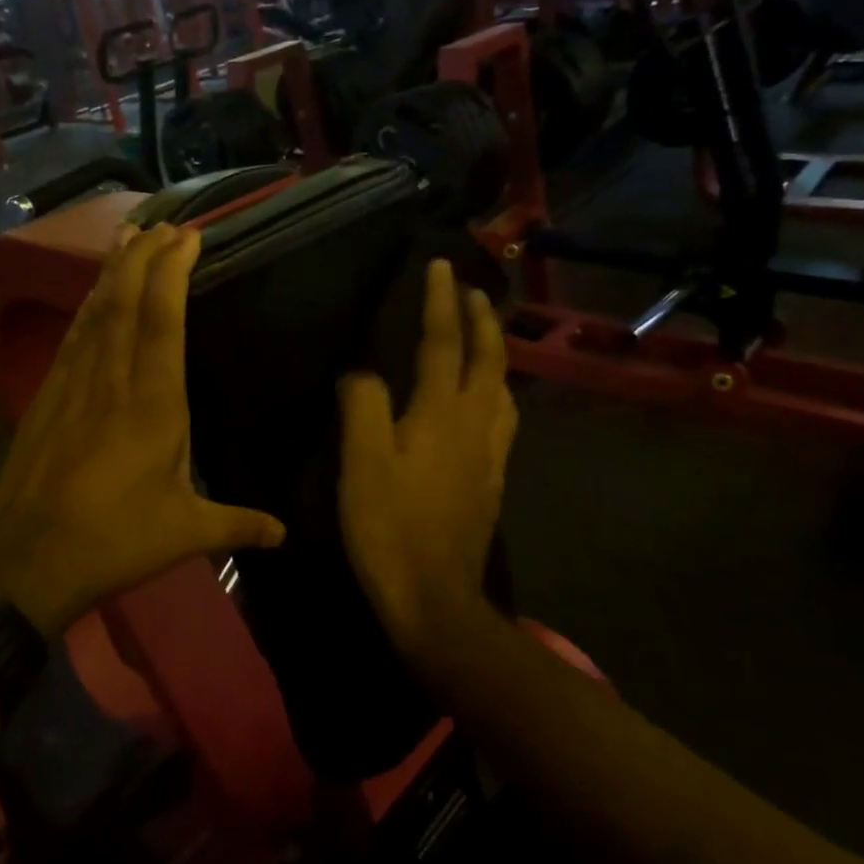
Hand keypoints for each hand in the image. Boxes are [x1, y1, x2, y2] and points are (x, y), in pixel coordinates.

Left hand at [0, 223, 286, 637]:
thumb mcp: (185, 533)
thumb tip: (286, 533)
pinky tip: (93, 295)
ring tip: (128, 236)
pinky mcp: (47, 397)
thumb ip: (238, 525)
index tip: (188, 236)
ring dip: (113, 270)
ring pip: (95, 311)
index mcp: (152, 404)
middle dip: (144, 256)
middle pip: (125, 301)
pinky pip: (73, 336)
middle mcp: (111, 380)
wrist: (23, 561)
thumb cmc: (112, 541)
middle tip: (164, 223)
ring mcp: (73, 385)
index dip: (172, 271)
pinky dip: (88, 305)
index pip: (163, 320)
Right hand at [338, 260, 518, 676]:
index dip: (440, 303)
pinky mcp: (491, 482)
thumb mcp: (362, 462)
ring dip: (496, 356)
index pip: (443, 344)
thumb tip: (362, 372)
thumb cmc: (390, 527)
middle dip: (483, 321)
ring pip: (502, 392)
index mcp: (441, 414)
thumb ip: (362, 406)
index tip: (440, 266)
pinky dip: (496, 395)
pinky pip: (502, 422)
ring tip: (485, 340)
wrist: (434, 598)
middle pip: (488, 362)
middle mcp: (475, 426)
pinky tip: (486, 406)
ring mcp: (489, 456)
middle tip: (474, 292)